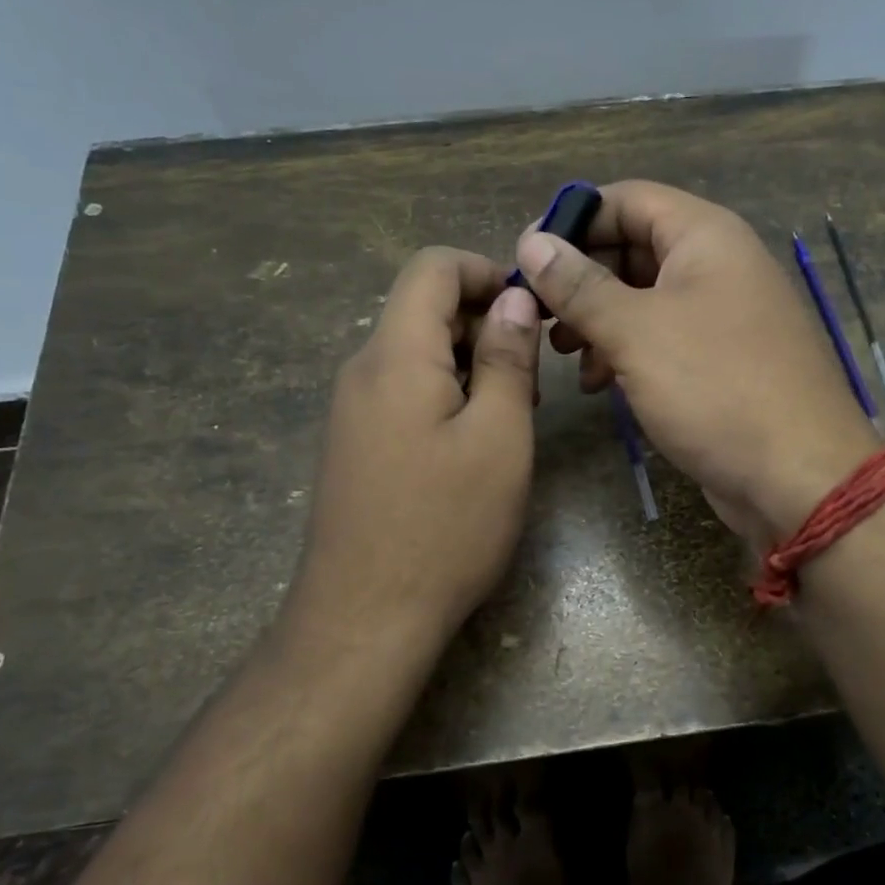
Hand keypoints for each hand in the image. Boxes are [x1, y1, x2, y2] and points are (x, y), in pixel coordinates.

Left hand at [288, 248, 540, 660]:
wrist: (366, 617)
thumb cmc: (446, 524)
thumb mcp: (498, 436)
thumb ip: (506, 358)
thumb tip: (514, 300)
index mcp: (395, 355)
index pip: (432, 268)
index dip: (487, 272)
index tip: (532, 313)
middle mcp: (363, 370)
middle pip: (424, 309)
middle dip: (485, 325)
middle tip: (530, 381)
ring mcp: (352, 410)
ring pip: (417, 354)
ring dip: (470, 365)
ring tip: (510, 417)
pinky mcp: (356, 444)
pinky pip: (404, 392)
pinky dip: (446, 395)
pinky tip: (473, 445)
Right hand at [517, 182, 879, 544]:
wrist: (799, 477)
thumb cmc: (716, 388)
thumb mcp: (637, 331)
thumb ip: (580, 285)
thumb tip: (532, 243)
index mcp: (706, 236)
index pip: (627, 199)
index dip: (573, 220)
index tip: (525, 257)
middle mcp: (717, 265)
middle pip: (633, 248)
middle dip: (581, 280)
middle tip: (538, 316)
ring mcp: (723, 316)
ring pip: (644, 299)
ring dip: (598, 321)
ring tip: (563, 355)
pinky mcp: (721, 361)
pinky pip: (663, 339)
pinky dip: (626, 353)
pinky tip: (598, 383)